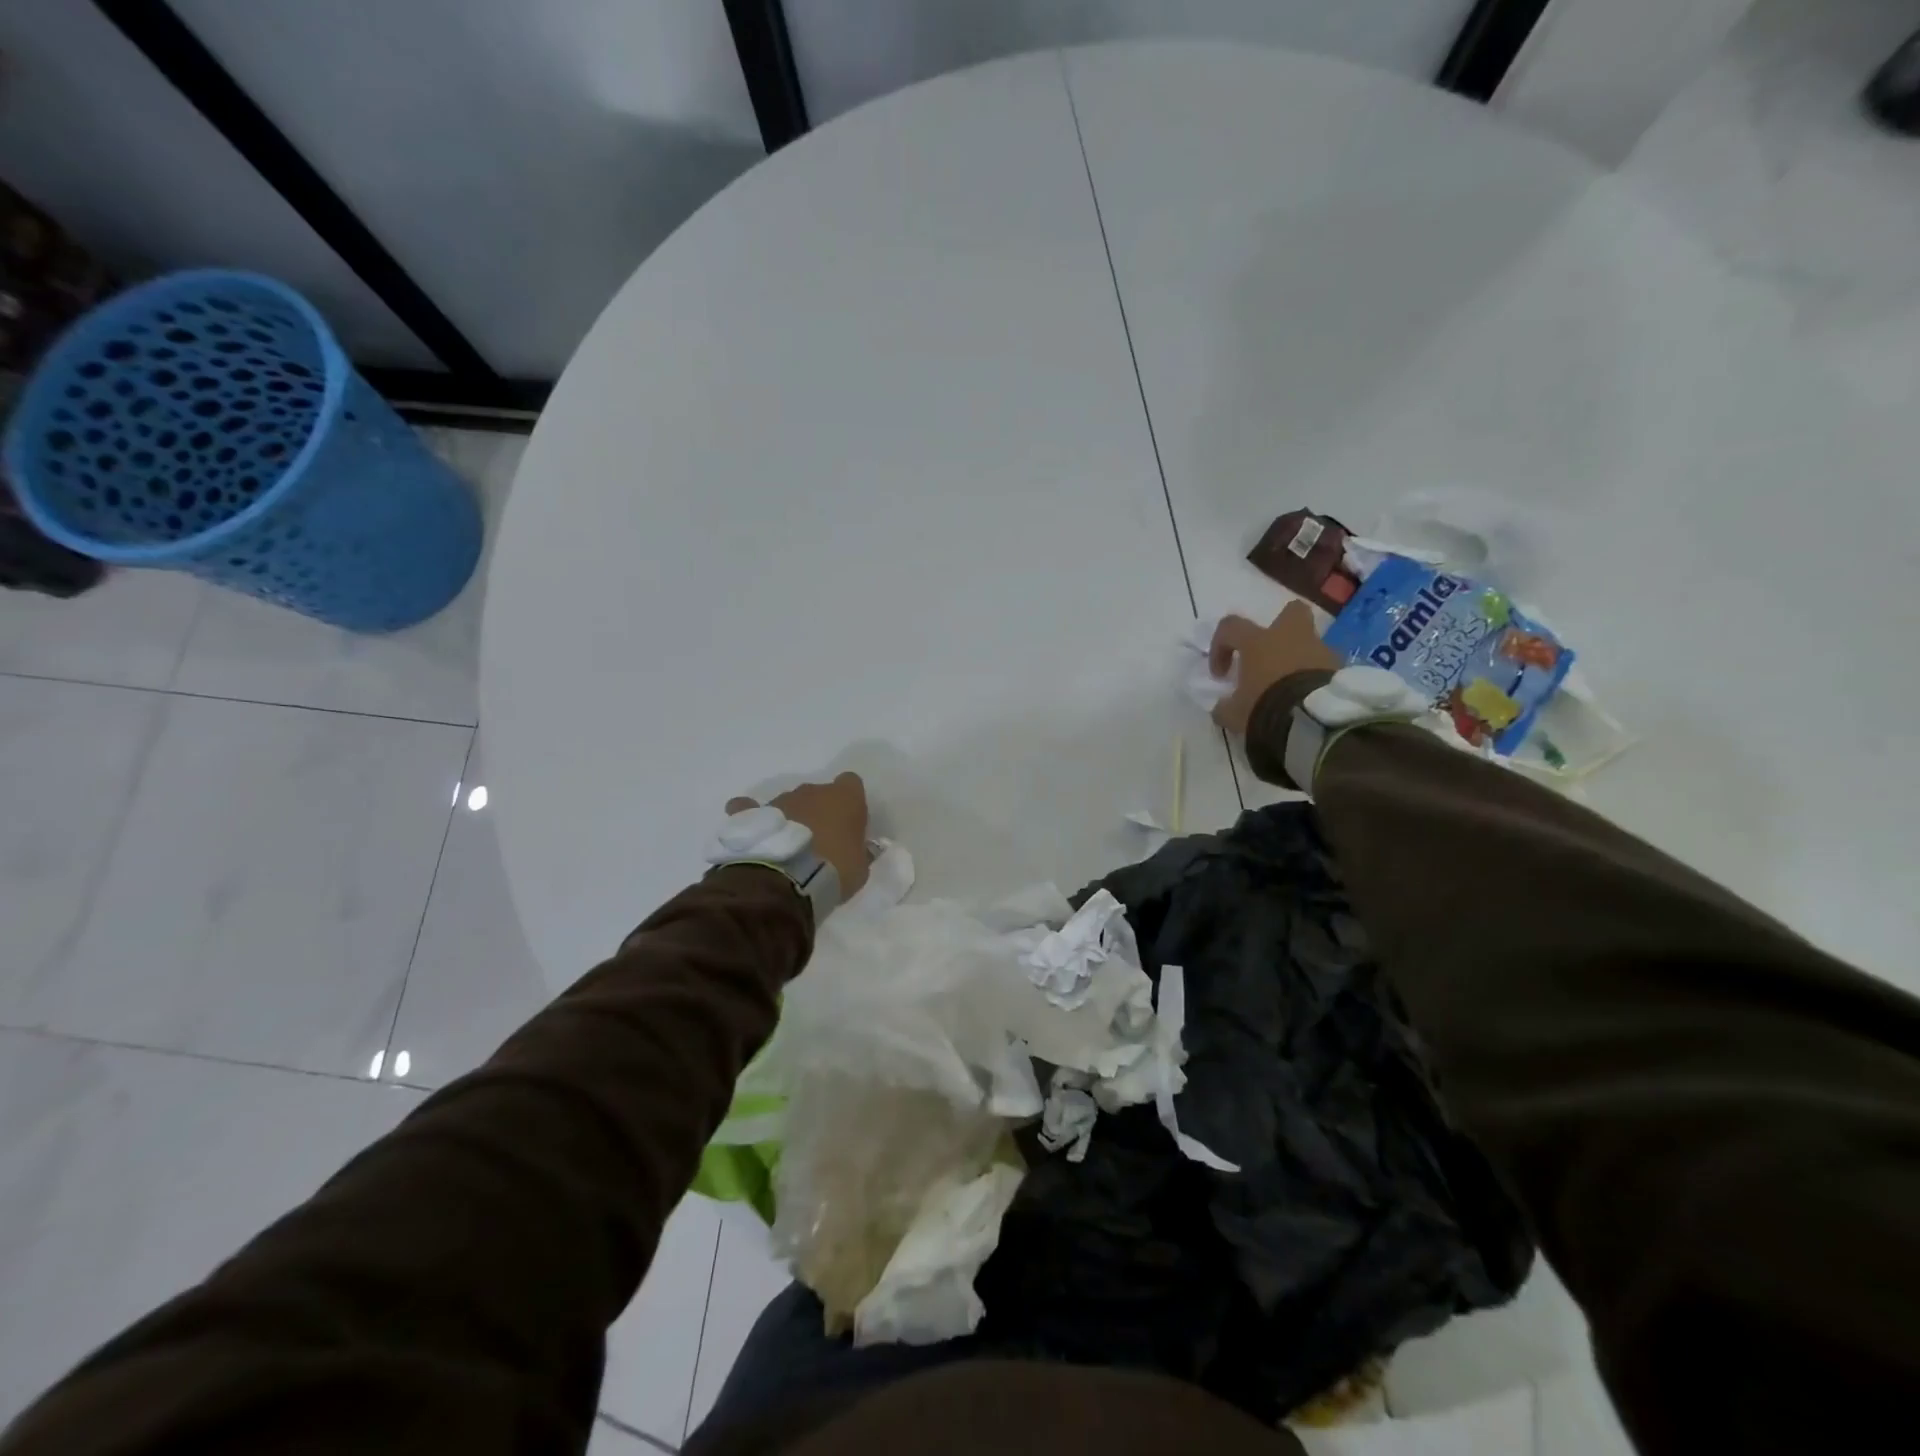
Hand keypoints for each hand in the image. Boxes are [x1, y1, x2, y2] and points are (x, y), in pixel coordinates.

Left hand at [726, 772, 869, 897]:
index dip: (849, 802)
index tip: (848, 824)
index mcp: (844, 798)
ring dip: (790, 819)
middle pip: (818, 794)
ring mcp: (781, 800)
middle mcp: (812, 791)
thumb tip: (859, 848)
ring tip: (786, 849)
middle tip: (818, 843)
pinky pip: (748, 808)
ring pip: (789, 803)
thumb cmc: (835, 871)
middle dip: (818, 813)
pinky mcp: (753, 814)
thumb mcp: (860, 868)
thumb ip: (860, 852)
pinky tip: (753, 832)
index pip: (851, 783)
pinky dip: (751, 816)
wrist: (788, 881)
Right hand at [1208, 602, 1340, 734]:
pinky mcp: (1341, 668)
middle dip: (1281, 627)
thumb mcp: (1234, 714)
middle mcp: (1290, 637)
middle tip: (1270, 653)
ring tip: (1290, 687)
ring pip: (1310, 644)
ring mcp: (1320, 650)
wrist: (1314, 720)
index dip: (1220, 646)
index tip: (1221, 674)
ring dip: (1300, 659)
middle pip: (1290, 612)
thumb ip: (1226, 707)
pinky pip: (1325, 667)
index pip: (1231, 627)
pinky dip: (1316, 677)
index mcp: (1258, 642)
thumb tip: (1223, 707)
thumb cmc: (1266, 707)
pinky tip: (1308, 699)